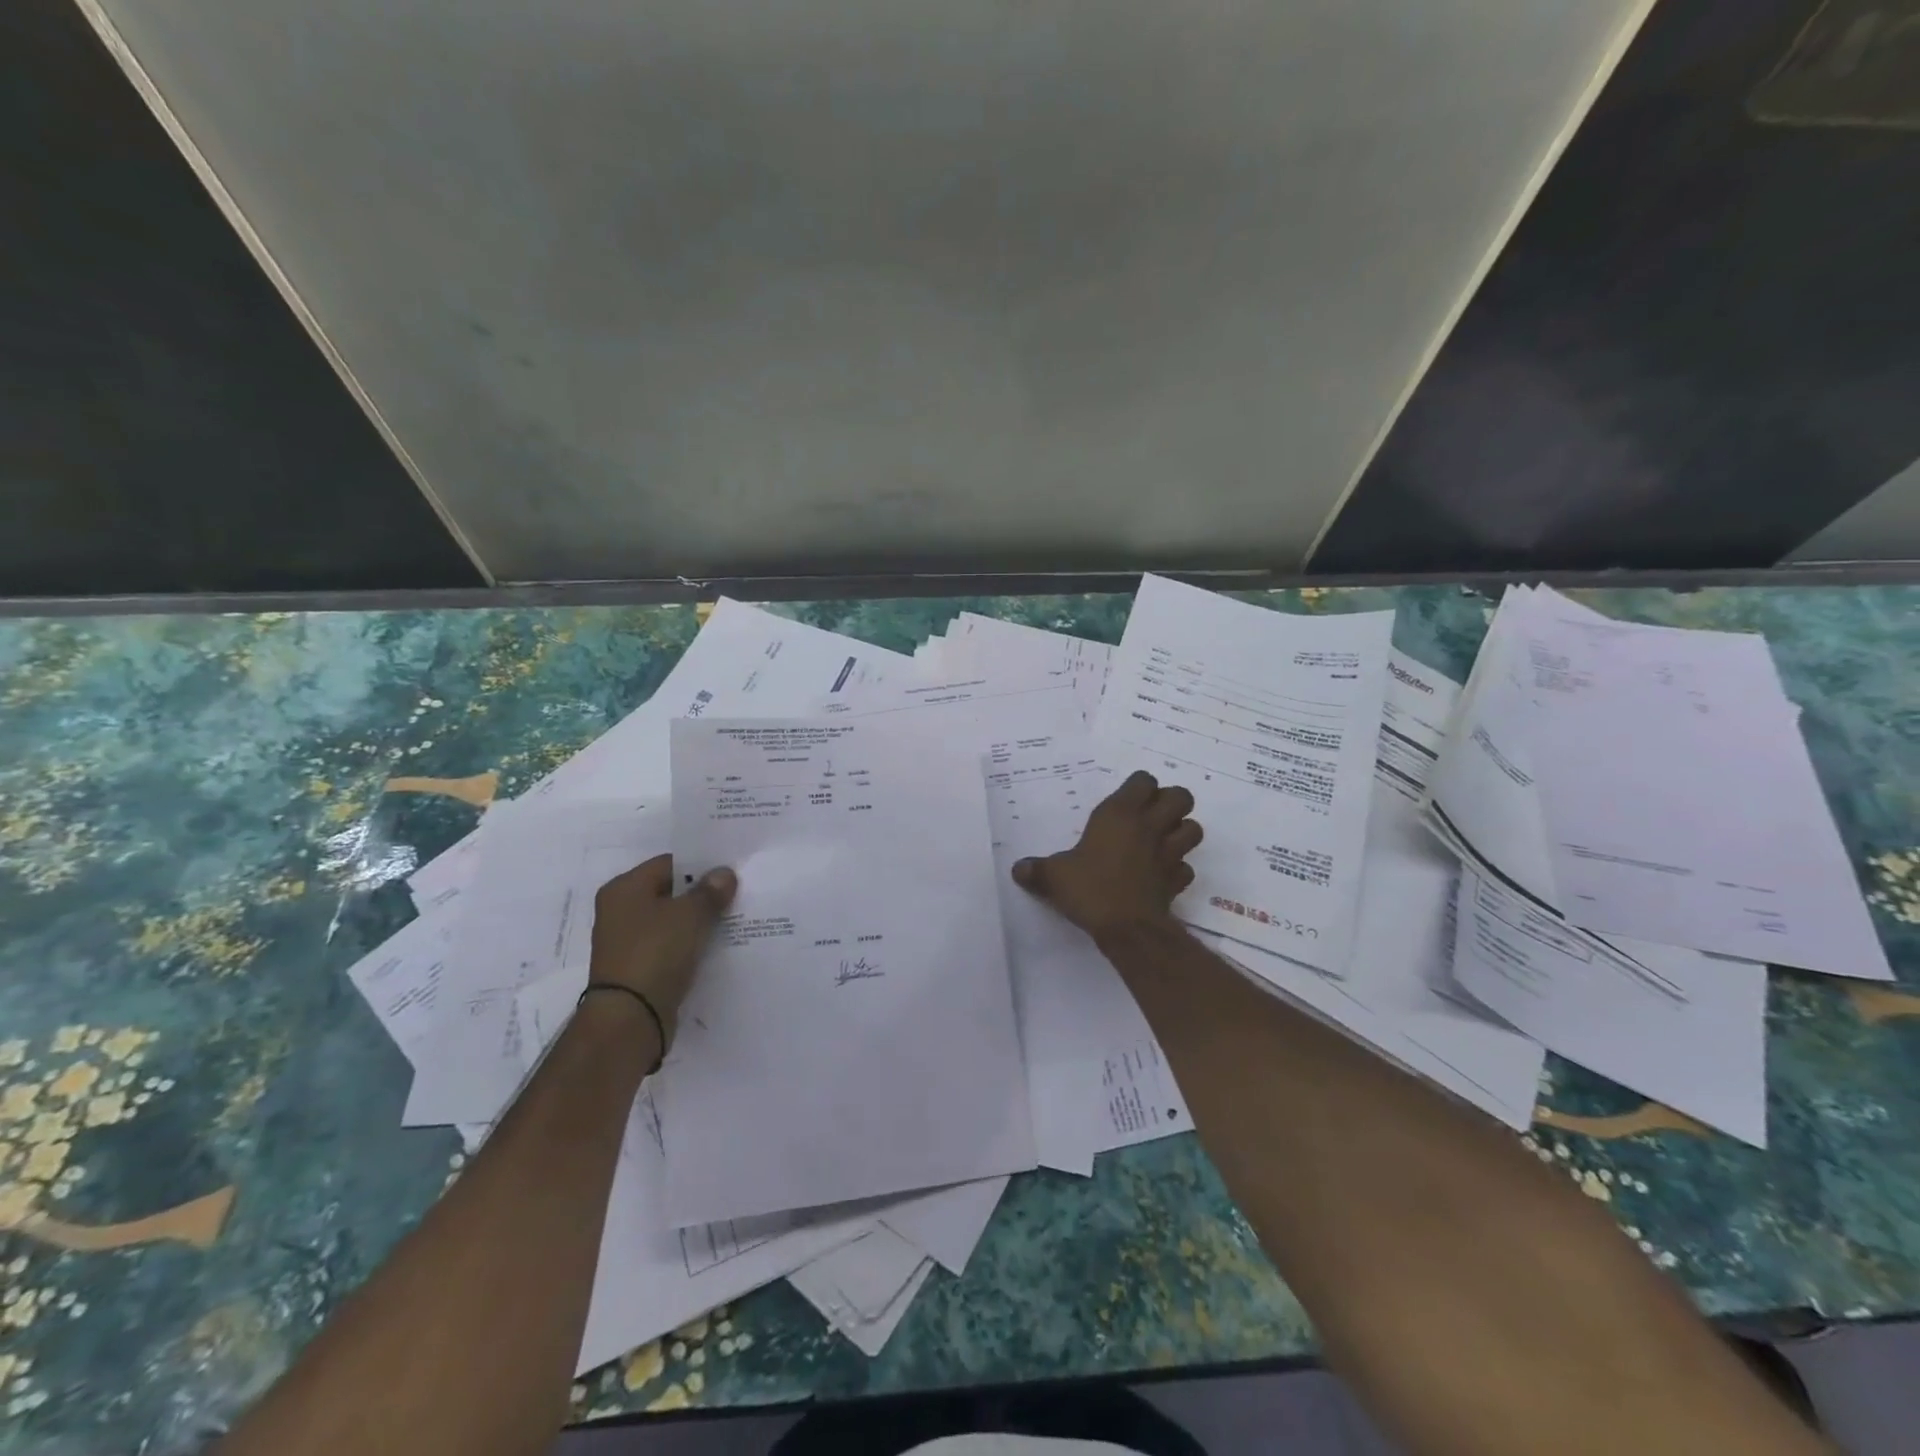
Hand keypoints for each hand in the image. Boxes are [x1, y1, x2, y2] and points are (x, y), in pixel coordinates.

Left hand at [588, 854, 736, 1044]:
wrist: (630, 1019)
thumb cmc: (655, 953)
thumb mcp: (690, 915)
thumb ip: (710, 891)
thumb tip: (724, 874)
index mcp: (624, 889)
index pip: (669, 864)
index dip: (701, 866)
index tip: (730, 873)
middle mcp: (620, 911)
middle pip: (670, 893)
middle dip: (702, 895)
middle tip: (736, 896)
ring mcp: (627, 942)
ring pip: (671, 922)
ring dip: (697, 923)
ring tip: (732, 921)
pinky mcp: (638, 969)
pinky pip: (670, 948)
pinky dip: (689, 946)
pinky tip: (715, 948)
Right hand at [1012, 770, 1202, 942]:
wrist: (1127, 928)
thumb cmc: (1090, 889)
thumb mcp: (1054, 877)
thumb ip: (1037, 870)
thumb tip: (1017, 869)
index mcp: (1119, 814)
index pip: (1144, 780)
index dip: (1139, 787)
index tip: (1126, 800)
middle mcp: (1149, 826)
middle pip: (1181, 796)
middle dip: (1171, 802)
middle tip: (1150, 816)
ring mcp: (1169, 853)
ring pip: (1193, 828)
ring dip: (1182, 831)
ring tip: (1162, 841)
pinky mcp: (1178, 880)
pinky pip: (1186, 867)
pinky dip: (1178, 869)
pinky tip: (1162, 875)